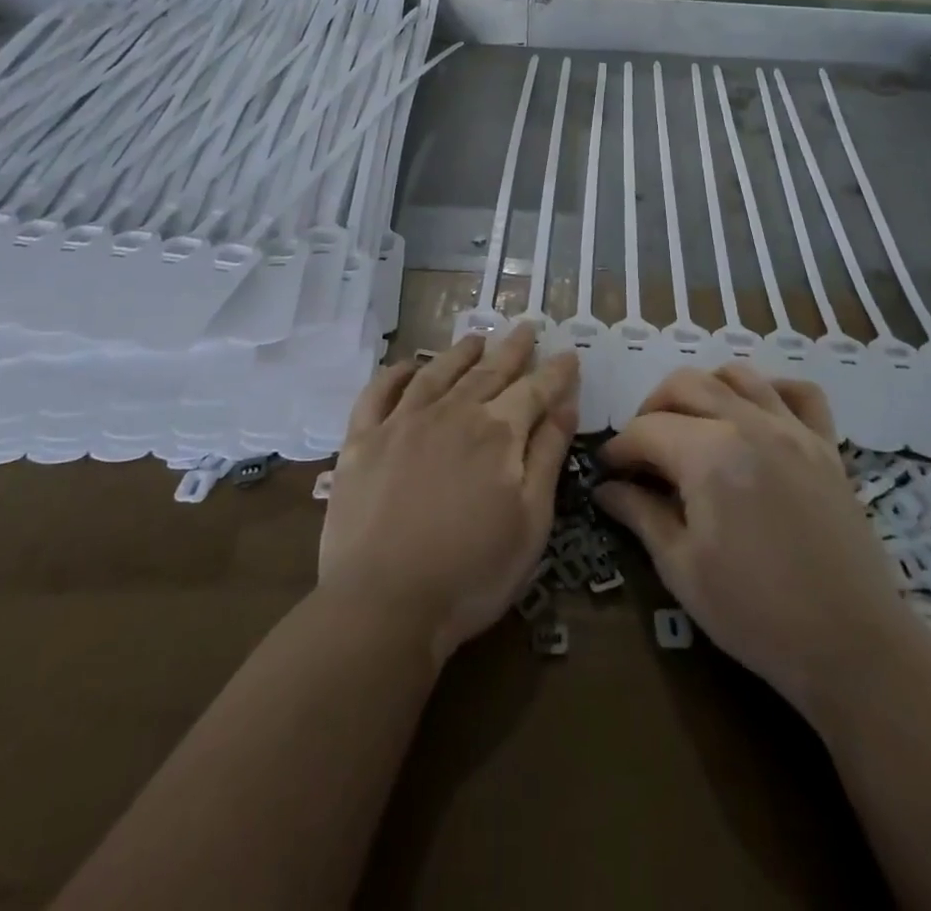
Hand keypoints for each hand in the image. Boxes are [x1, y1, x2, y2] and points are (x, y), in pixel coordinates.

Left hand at [319, 327, 578, 662]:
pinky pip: (378, 393)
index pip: (535, 390)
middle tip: (526, 325)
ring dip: (461, 351)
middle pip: (488, 370)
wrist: (383, 604)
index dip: (555, 371)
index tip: (568, 353)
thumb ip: (549, 455)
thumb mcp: (531, 520)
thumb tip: (565, 404)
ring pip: (437, 372)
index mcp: (497, 433)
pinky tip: (407, 365)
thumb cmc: (472, 572)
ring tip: (476, 337)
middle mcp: (452, 413)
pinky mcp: (362, 441)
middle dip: (513, 347)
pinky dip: (395, 373)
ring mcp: (402, 423)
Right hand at [595, 365, 907, 718]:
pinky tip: (756, 414)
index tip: (607, 471)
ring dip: (704, 388)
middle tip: (642, 448)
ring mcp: (793, 429)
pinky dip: (771, 389)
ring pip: (738, 374)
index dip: (619, 448)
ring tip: (691, 425)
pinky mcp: (826, 446)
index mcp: (709, 454)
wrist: (853, 647)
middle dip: (652, 408)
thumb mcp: (682, 568)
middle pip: (686, 384)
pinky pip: (800, 392)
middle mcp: (750, 424)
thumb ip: (640, 514)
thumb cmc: (756, 614)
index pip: (647, 430)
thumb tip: (605, 487)